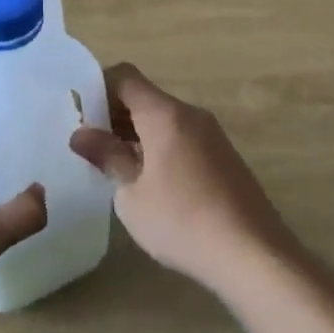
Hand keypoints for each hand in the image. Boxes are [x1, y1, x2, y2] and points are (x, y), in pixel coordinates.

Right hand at [69, 64, 294, 293]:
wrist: (254, 256)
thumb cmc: (182, 222)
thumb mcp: (132, 194)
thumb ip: (107, 157)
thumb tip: (82, 135)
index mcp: (165, 115)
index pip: (125, 77)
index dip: (98, 87)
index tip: (79, 113)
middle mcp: (191, 115)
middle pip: (145, 97)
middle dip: (114, 113)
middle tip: (88, 143)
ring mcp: (212, 135)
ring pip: (164, 119)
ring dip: (136, 132)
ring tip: (113, 164)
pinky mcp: (224, 157)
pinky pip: (182, 137)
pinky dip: (159, 146)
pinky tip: (148, 181)